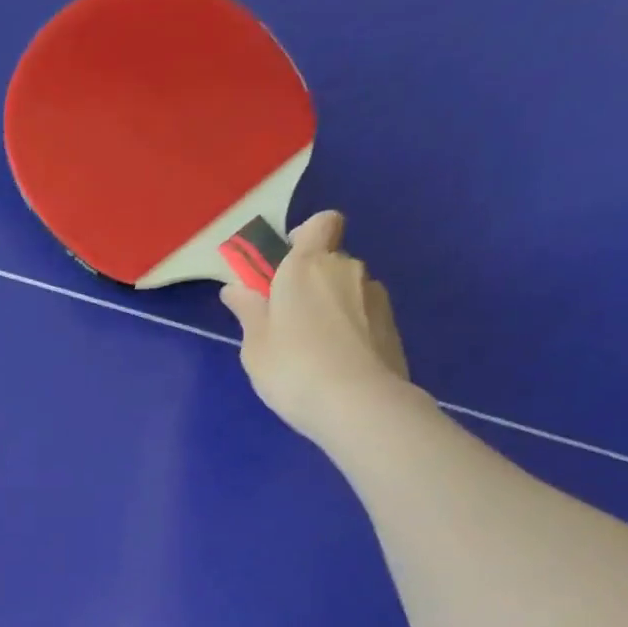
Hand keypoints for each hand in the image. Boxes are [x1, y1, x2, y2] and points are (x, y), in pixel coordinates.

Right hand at [221, 210, 413, 444]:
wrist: (357, 403)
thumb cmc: (292, 368)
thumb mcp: (255, 345)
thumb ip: (248, 312)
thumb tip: (236, 289)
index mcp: (306, 266)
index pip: (320, 223)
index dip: (305, 236)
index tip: (285, 265)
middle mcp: (346, 268)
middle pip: (330, 261)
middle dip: (312, 283)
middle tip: (288, 323)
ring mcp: (374, 295)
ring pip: (348, 290)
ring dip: (332, 308)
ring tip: (314, 351)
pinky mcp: (392, 324)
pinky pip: (363, 316)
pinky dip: (350, 330)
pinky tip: (336, 364)